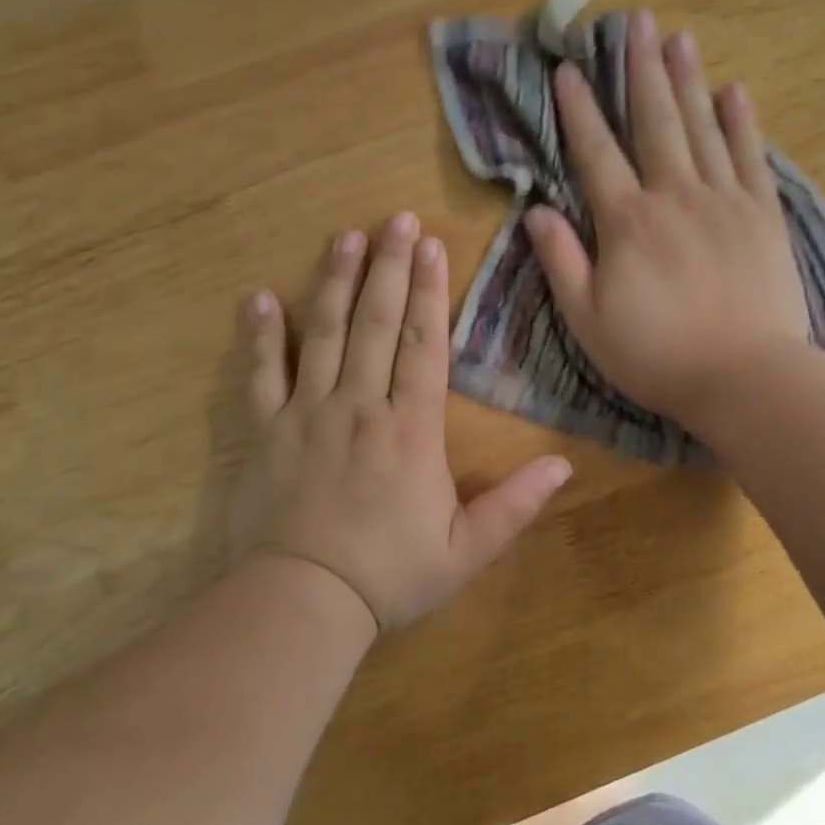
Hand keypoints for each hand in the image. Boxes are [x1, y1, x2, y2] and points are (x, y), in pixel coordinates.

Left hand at [230, 214, 572, 632]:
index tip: (433, 247)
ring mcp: (308, 414)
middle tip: (395, 219)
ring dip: (335, 282)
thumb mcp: (466, 550)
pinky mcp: (266, 431)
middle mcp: (361, 405)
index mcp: (411, 428)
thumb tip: (565, 465)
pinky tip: (260, 298)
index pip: (425, 344)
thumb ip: (516, 505)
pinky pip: (261, 375)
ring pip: (324, 334)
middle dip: (390, 267)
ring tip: (346, 238)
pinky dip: (261, 336)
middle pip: (377, 322)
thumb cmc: (389, 575)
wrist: (302, 605)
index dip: (432, 292)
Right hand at [523, 12, 809, 427]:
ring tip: (679, 38)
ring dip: (688, 80)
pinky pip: (750, 157)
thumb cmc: (656, 355)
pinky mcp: (763, 216)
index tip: (568, 70)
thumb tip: (536, 210)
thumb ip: (561, 261)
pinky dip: (741, 123)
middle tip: (635, 21)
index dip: (578, 110)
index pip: (595, 153)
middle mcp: (674, 196)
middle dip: (640, 70)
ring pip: (702, 128)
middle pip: (654, 122)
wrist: (744, 378)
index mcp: (627, 222)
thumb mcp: (587, 320)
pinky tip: (734, 92)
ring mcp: (724, 201)